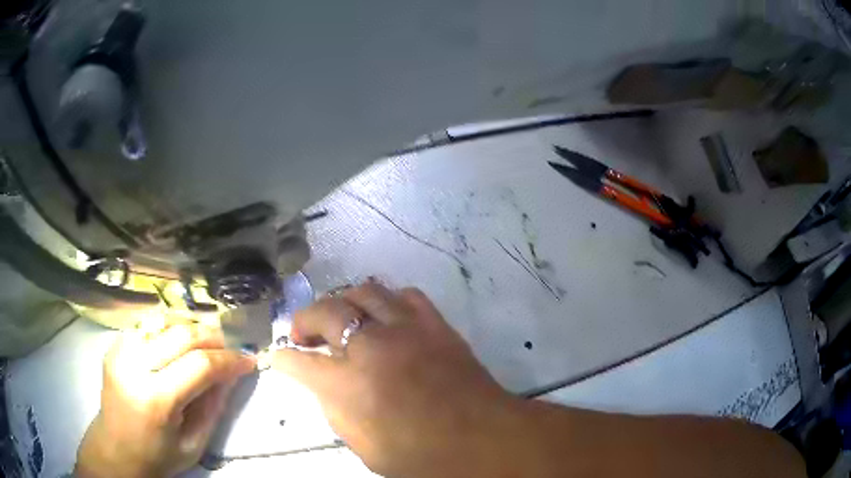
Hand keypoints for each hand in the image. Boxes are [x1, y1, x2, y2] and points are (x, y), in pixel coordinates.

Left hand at [75, 322, 255, 477]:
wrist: (115, 449)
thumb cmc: (157, 455)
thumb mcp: (195, 444)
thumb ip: (213, 407)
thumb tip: (232, 374)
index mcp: (156, 399)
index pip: (200, 365)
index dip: (229, 359)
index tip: (249, 359)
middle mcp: (134, 366)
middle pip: (182, 334)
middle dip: (213, 337)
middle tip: (231, 347)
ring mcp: (120, 351)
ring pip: (163, 320)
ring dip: (191, 327)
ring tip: (206, 343)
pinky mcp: (114, 345)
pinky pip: (147, 325)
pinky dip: (169, 328)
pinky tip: (177, 343)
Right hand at [273, 282, 518, 477]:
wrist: (484, 440)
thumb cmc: (422, 457)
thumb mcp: (365, 448)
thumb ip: (337, 412)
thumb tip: (327, 385)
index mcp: (348, 386)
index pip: (298, 361)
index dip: (283, 358)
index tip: (280, 357)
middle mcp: (371, 347)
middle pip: (325, 311)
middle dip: (305, 319)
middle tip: (305, 334)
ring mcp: (406, 329)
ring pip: (364, 291)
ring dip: (344, 302)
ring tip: (343, 318)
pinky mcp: (436, 324)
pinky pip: (405, 295)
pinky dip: (388, 301)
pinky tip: (386, 317)